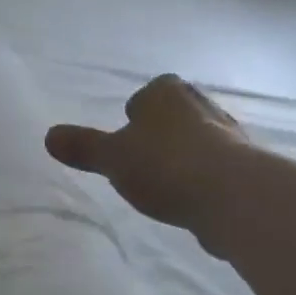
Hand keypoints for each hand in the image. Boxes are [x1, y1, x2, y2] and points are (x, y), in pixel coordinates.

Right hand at [45, 75, 250, 241]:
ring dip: (183, 158)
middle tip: (142, 162)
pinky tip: (190, 201)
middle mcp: (200, 104)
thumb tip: (49, 135)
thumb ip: (83, 147)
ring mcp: (228, 135)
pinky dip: (202, 181)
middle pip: (173, 116)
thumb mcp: (112, 157)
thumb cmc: (164, 164)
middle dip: (160, 135)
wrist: (232, 196)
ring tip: (165, 186)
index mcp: (166, 93)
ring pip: (196, 142)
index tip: (127, 139)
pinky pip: (215, 169)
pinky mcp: (246, 166)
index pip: (147, 94)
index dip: (135, 114)